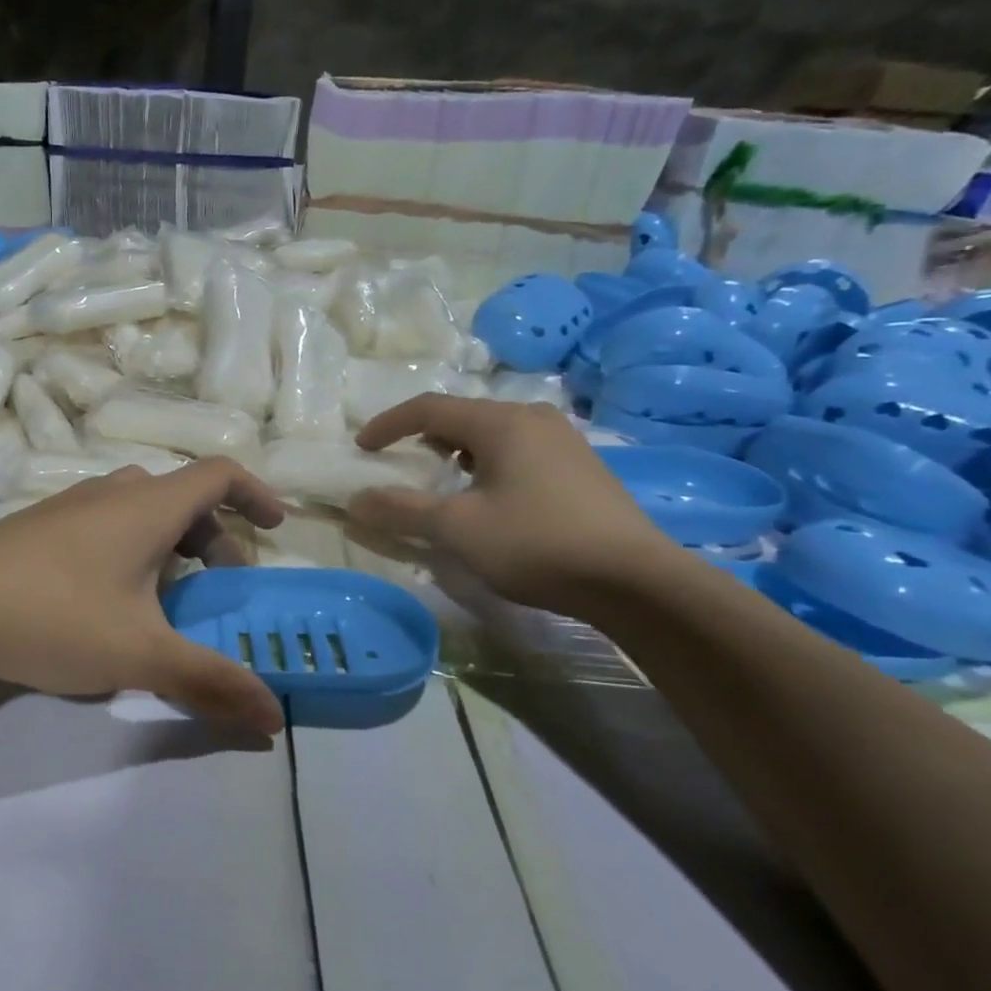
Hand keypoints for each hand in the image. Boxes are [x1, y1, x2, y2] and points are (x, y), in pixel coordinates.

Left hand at [0, 459, 288, 734]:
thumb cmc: (54, 616)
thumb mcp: (140, 654)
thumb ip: (210, 683)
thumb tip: (274, 720)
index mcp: (146, 506)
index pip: (218, 473)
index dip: (255, 494)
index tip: (275, 528)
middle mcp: (110, 493)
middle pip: (181, 497)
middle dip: (213, 538)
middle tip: (219, 587)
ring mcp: (68, 507)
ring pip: (139, 510)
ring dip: (170, 544)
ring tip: (169, 597)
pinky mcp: (37, 529)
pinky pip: (104, 525)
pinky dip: (131, 549)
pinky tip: (110, 602)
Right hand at [347, 395, 674, 617]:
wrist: (636, 582)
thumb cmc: (536, 543)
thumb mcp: (456, 528)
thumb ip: (401, 510)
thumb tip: (355, 501)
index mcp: (502, 422)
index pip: (428, 407)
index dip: (388, 425)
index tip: (362, 448)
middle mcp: (534, 419)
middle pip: (462, 417)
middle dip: (423, 439)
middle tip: (401, 466)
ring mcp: (563, 442)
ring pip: (492, 434)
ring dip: (456, 454)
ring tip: (442, 485)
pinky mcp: (581, 468)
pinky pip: (517, 452)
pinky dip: (487, 466)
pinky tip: (490, 501)